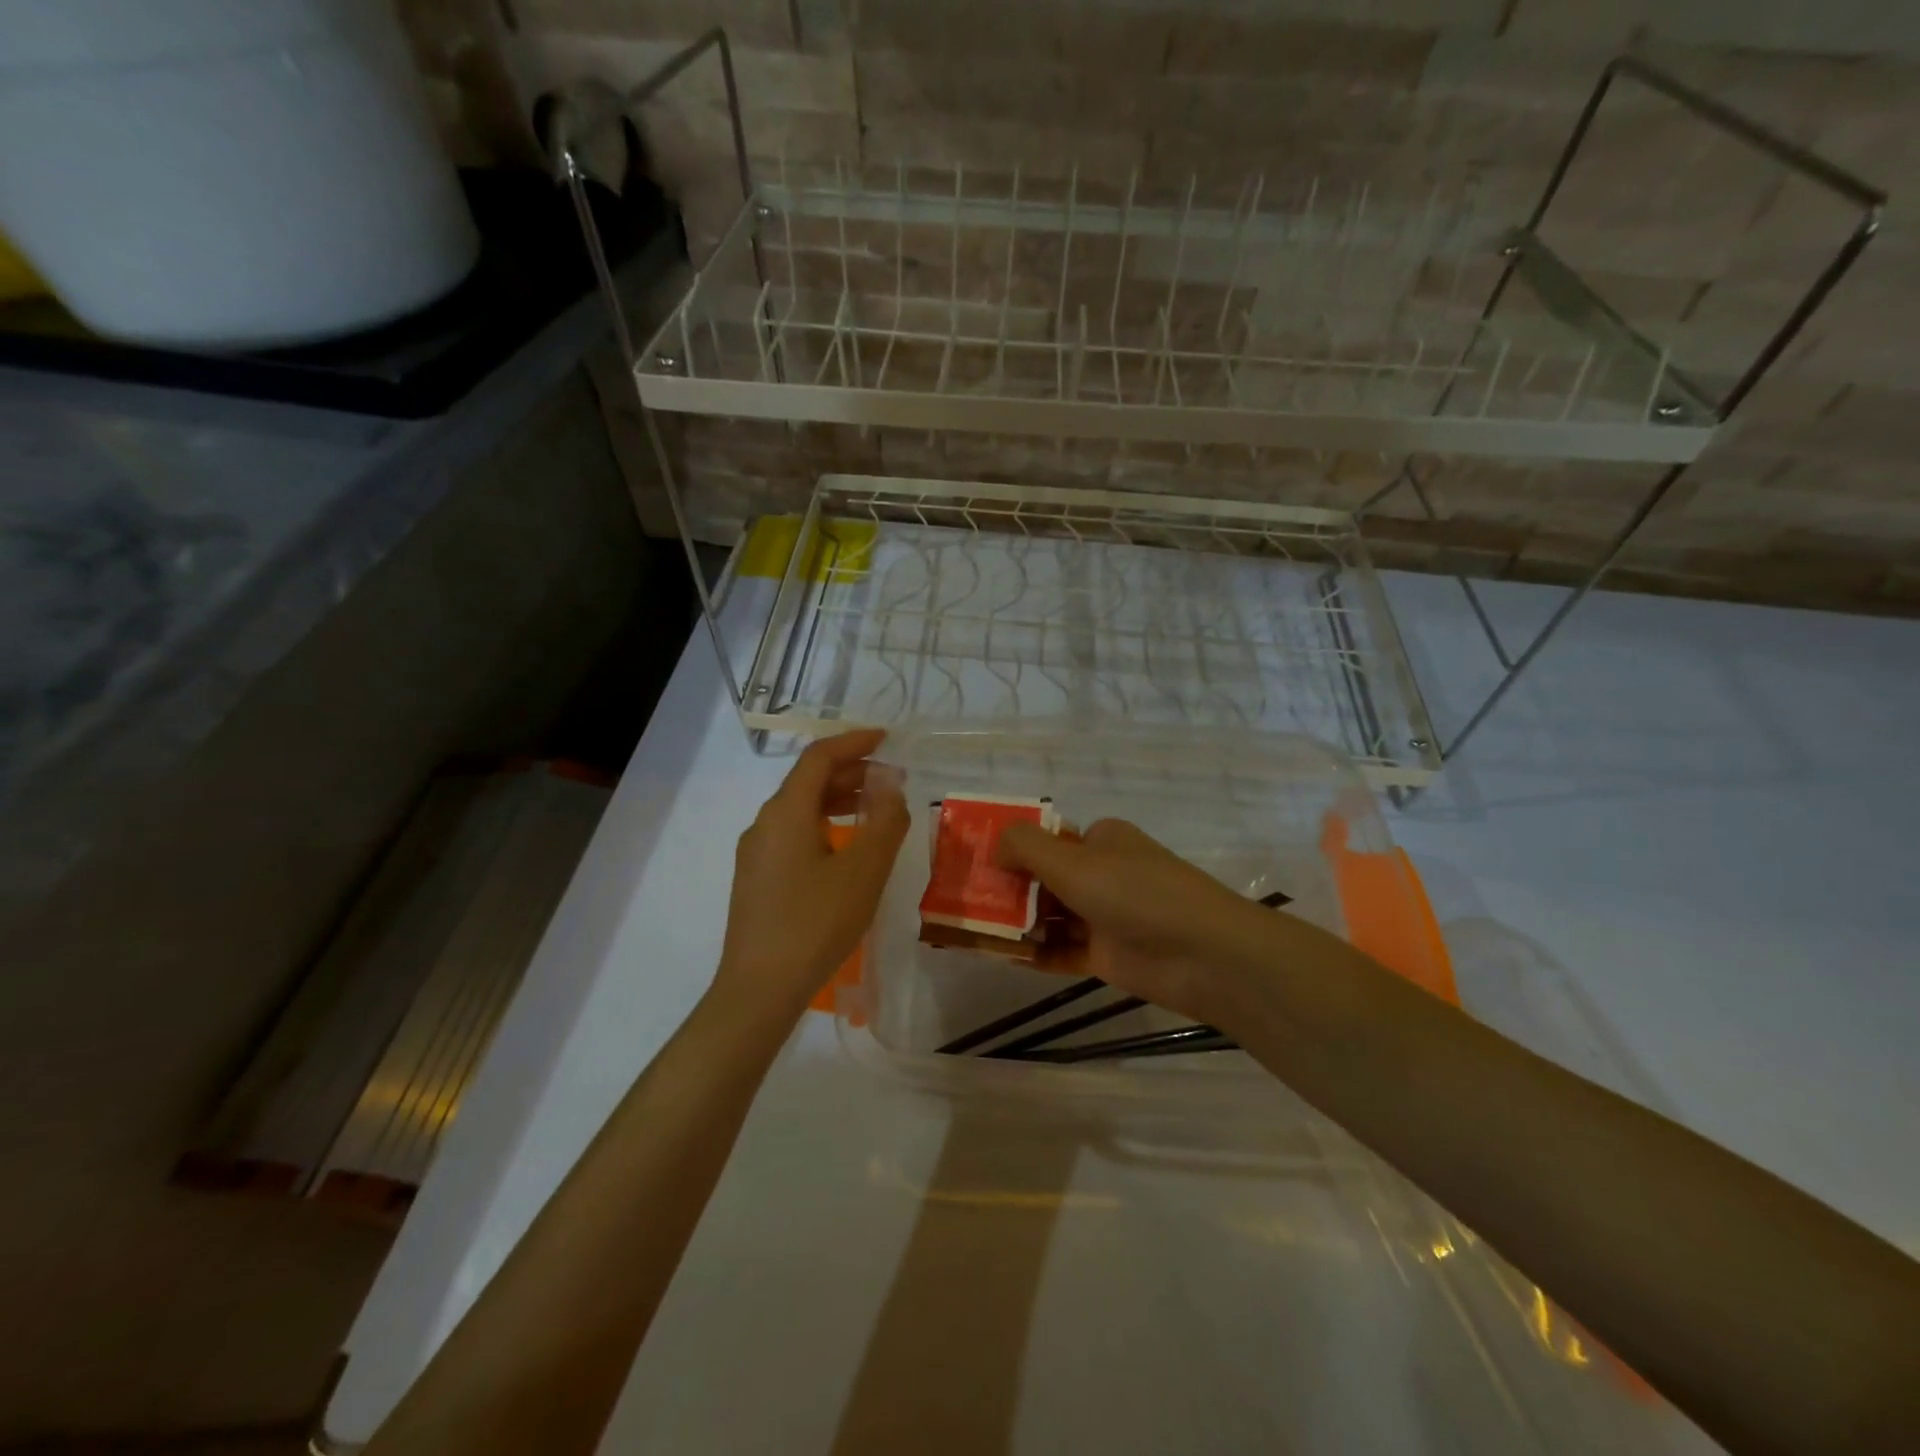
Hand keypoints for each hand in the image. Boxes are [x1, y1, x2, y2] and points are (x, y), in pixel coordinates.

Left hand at [715, 730, 909, 1019]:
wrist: (759, 989)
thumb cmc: (815, 924)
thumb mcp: (863, 871)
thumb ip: (885, 823)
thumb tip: (892, 788)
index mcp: (785, 811)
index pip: (819, 758)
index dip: (854, 742)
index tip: (886, 739)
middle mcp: (764, 823)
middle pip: (808, 781)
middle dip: (851, 772)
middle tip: (891, 781)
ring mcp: (756, 852)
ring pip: (800, 809)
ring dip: (838, 800)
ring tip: (875, 811)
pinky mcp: (757, 879)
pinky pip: (793, 834)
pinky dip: (823, 825)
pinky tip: (846, 849)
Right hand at [997, 817, 1270, 1023]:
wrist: (1204, 954)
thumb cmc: (1135, 893)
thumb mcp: (1072, 860)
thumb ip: (1026, 848)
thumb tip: (994, 846)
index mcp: (1102, 840)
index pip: (1048, 839)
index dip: (1012, 849)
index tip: (975, 864)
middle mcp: (1103, 873)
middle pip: (1045, 878)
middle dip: (1008, 889)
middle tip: (966, 901)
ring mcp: (1106, 916)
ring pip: (1051, 916)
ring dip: (1017, 923)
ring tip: (973, 930)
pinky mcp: (1108, 955)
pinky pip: (1061, 949)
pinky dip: (1034, 952)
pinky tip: (1001, 955)